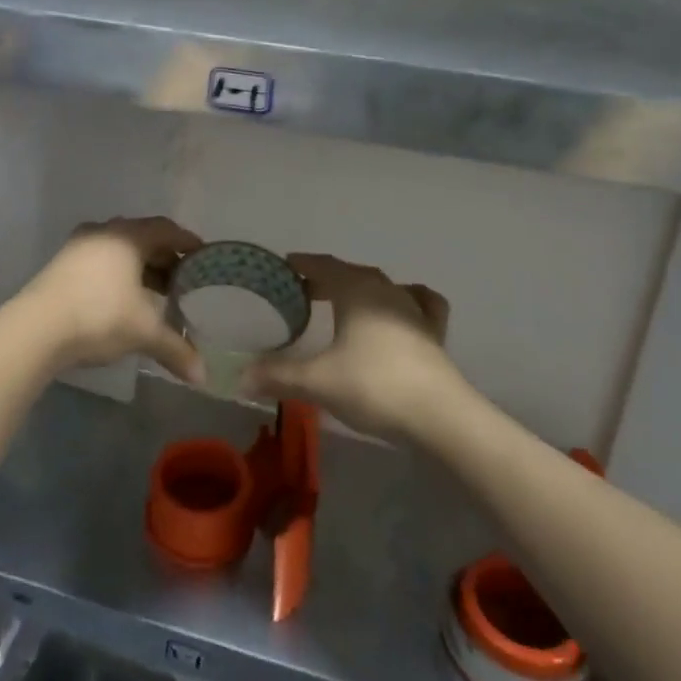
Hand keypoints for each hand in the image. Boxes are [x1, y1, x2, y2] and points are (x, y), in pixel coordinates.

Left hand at [21, 216, 204, 382]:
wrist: (35, 329)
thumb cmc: (99, 315)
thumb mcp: (143, 332)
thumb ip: (176, 349)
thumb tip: (202, 377)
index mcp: (128, 236)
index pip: (166, 230)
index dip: (187, 242)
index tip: (203, 256)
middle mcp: (104, 232)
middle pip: (143, 238)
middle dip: (164, 258)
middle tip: (183, 280)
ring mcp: (79, 247)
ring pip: (119, 250)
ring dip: (140, 268)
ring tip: (155, 293)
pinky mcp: (61, 264)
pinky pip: (100, 261)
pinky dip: (118, 275)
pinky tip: (123, 299)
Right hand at [246, 253, 463, 440]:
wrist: (440, 416)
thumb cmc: (373, 386)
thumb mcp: (318, 381)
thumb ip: (278, 375)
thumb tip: (240, 375)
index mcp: (356, 290)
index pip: (324, 265)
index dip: (303, 264)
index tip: (285, 265)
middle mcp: (386, 290)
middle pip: (351, 274)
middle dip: (326, 278)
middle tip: (303, 291)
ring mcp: (414, 310)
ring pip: (382, 287)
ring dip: (360, 289)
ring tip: (345, 302)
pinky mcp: (434, 334)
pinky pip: (419, 304)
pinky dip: (406, 300)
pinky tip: (404, 308)